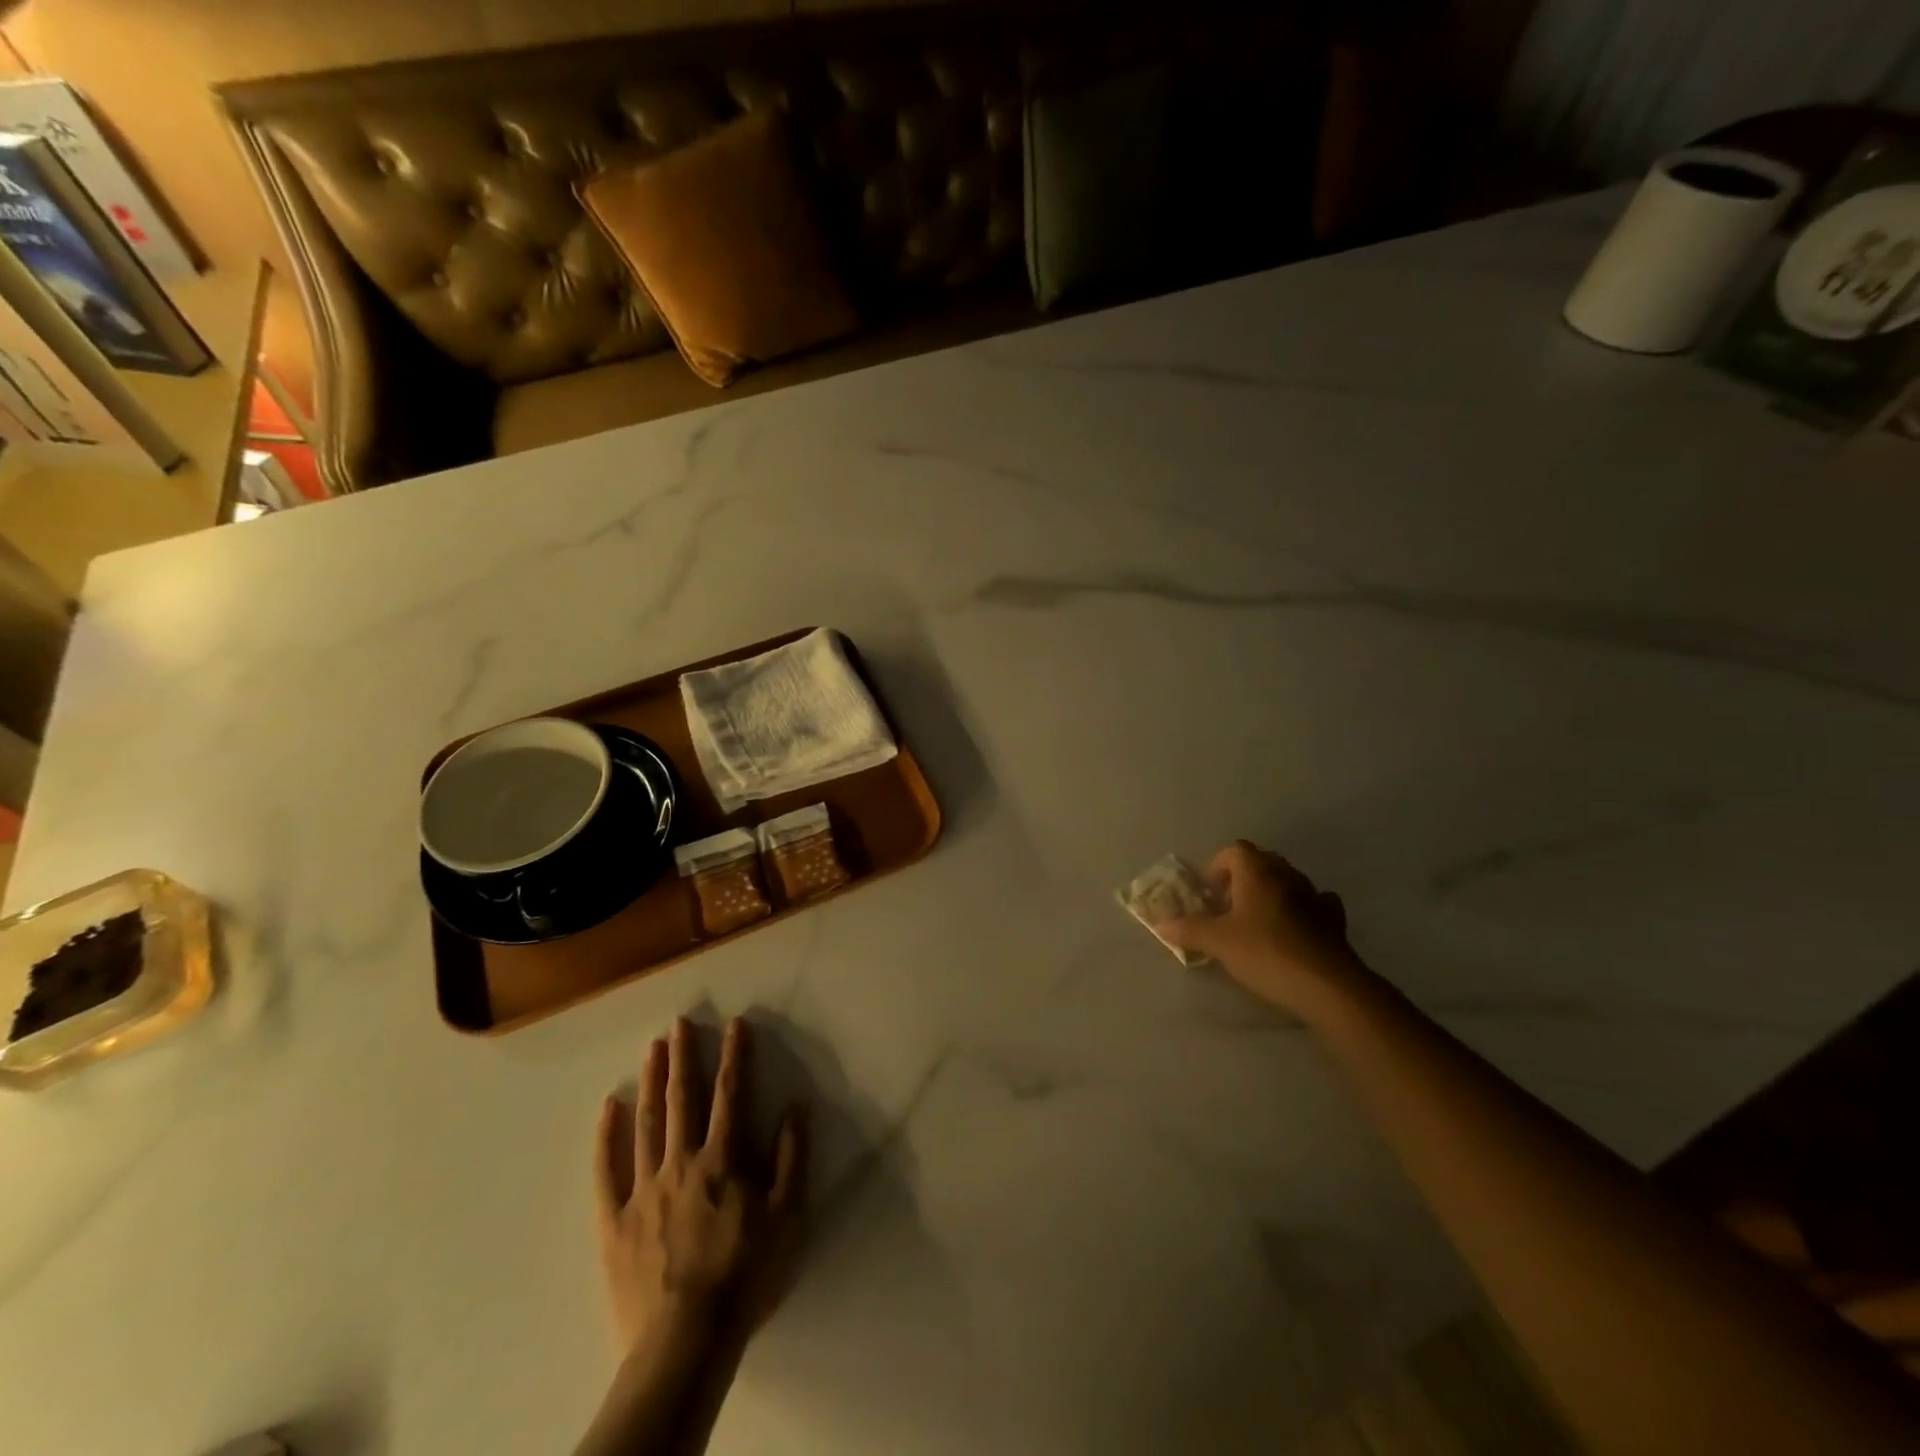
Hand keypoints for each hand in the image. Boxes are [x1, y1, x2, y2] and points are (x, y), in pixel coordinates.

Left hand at [594, 1017, 805, 1355]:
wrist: (686, 1341)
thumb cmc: (745, 1275)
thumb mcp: (788, 1217)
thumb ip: (792, 1159)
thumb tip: (797, 1108)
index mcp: (724, 1160)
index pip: (731, 1095)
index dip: (735, 1056)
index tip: (735, 1024)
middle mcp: (682, 1161)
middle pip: (683, 1099)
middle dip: (685, 1057)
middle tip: (680, 1022)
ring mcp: (644, 1188)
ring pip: (648, 1122)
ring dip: (652, 1081)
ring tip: (652, 1047)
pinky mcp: (615, 1220)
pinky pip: (607, 1169)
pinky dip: (607, 1135)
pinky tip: (609, 1106)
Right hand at [1160, 841, 1362, 1013]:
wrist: (1327, 985)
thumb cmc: (1265, 952)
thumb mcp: (1217, 942)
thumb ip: (1189, 929)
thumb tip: (1162, 924)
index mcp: (1257, 872)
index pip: (1235, 850)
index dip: (1218, 865)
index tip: (1211, 892)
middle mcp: (1287, 876)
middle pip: (1263, 861)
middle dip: (1244, 878)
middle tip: (1229, 906)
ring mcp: (1315, 896)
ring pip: (1289, 881)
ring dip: (1272, 893)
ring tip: (1259, 922)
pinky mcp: (1335, 921)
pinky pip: (1315, 904)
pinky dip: (1302, 910)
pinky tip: (1295, 931)